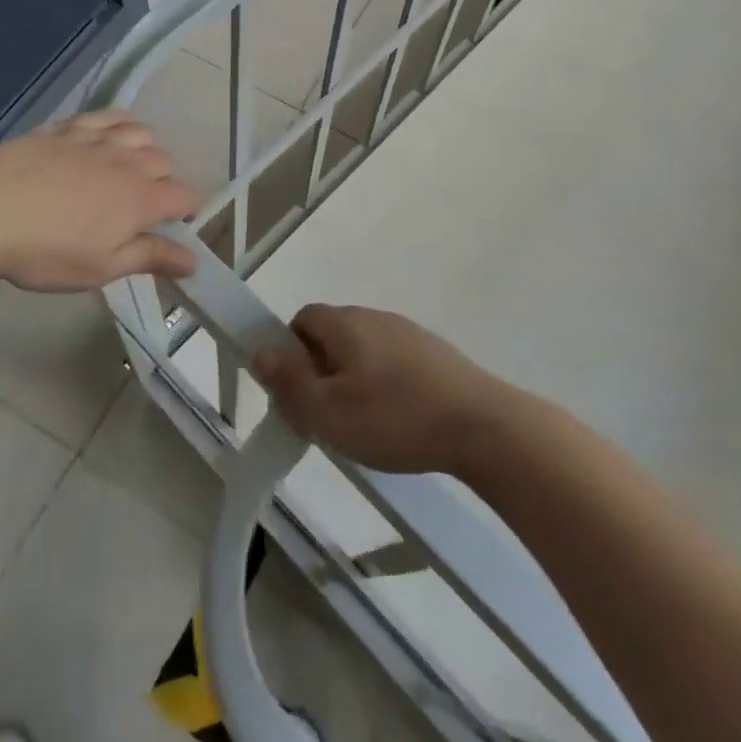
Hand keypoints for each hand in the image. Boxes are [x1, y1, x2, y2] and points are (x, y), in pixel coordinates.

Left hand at [0, 111, 201, 291]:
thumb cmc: (45, 250)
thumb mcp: (100, 267)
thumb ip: (150, 258)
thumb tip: (193, 260)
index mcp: (142, 200)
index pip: (187, 197)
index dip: (188, 211)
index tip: (174, 226)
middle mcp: (129, 162)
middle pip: (166, 162)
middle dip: (164, 182)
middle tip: (141, 206)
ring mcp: (99, 140)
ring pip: (142, 133)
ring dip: (145, 150)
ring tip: (128, 168)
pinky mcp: (69, 127)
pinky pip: (108, 116)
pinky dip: (119, 124)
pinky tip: (111, 134)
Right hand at [253, 305, 517, 475]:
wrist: (479, 425)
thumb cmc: (394, 418)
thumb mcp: (329, 412)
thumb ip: (291, 382)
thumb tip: (261, 352)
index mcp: (346, 324)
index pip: (302, 320)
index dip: (290, 353)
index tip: (296, 393)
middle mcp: (375, 317)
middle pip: (332, 334)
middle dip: (320, 369)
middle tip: (324, 415)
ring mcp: (408, 332)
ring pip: (363, 349)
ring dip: (352, 378)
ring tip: (361, 424)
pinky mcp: (433, 353)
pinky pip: (392, 361)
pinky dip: (383, 384)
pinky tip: (396, 420)